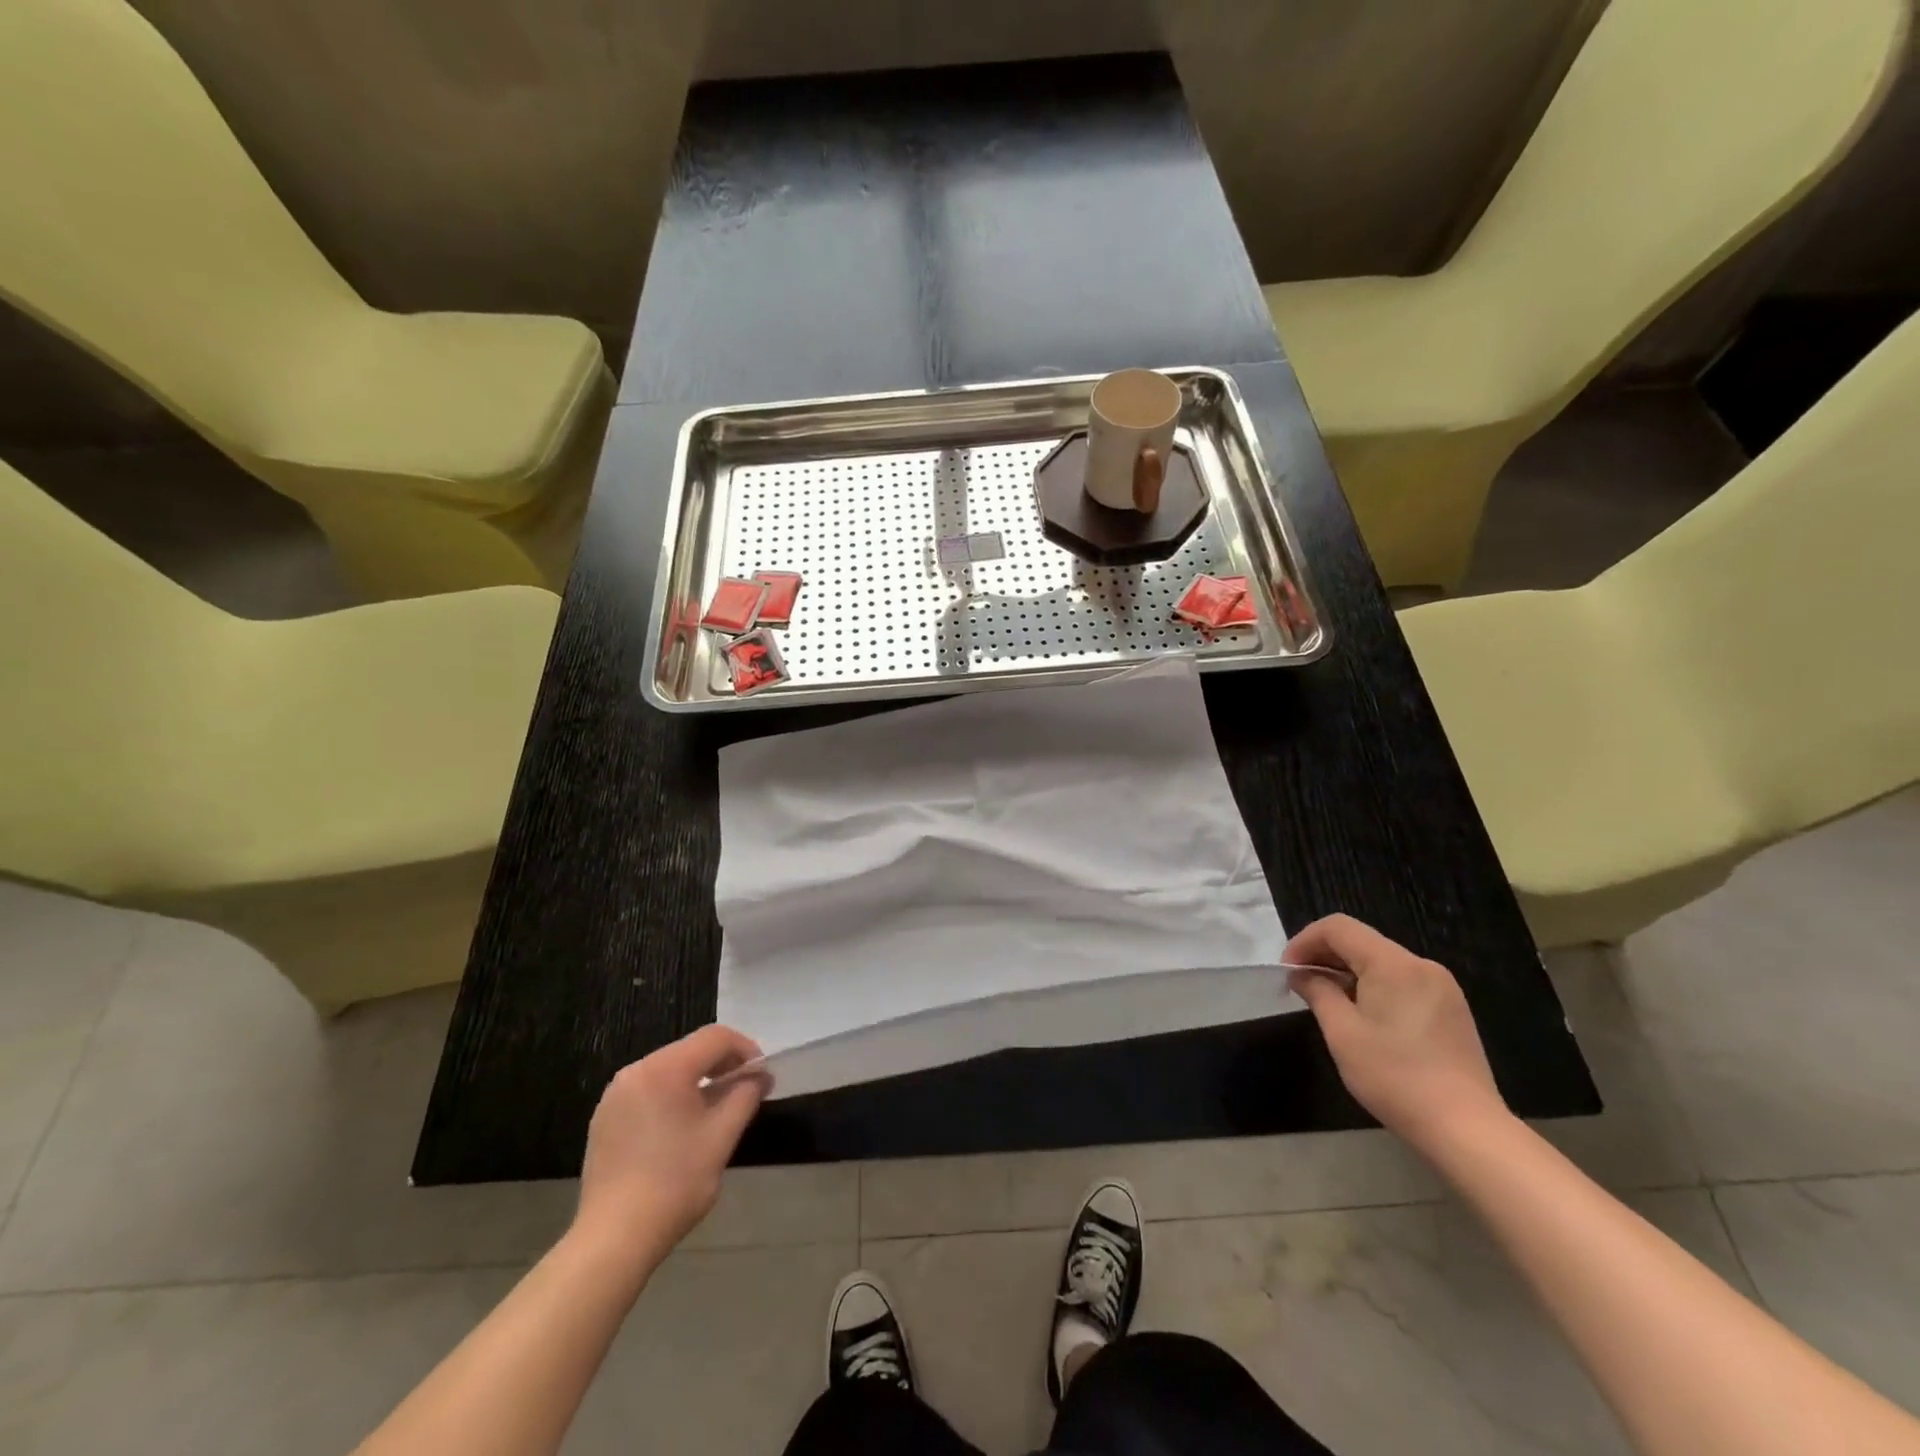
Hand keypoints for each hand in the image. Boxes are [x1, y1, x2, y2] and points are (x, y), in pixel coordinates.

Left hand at [573, 1025, 768, 1264]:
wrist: (614, 1238)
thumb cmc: (675, 1182)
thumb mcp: (722, 1136)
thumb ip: (745, 1095)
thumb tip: (760, 1076)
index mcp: (665, 1068)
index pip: (715, 1037)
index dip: (745, 1049)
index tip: (760, 1075)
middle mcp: (636, 1071)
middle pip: (690, 1049)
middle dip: (721, 1064)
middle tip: (743, 1090)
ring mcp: (615, 1094)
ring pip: (668, 1069)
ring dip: (697, 1079)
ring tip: (715, 1110)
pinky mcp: (604, 1118)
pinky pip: (647, 1090)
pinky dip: (671, 1096)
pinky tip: (680, 1128)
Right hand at [1286, 914, 1508, 1150]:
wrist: (1466, 1129)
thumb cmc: (1394, 1076)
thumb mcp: (1342, 1033)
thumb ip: (1318, 992)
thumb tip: (1302, 975)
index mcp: (1393, 964)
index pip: (1338, 928)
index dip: (1305, 941)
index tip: (1288, 971)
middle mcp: (1421, 965)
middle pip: (1362, 941)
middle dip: (1325, 955)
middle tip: (1301, 985)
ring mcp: (1442, 987)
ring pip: (1382, 962)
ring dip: (1349, 972)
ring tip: (1329, 1002)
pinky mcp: (1452, 1010)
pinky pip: (1403, 982)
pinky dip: (1375, 987)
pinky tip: (1365, 1017)